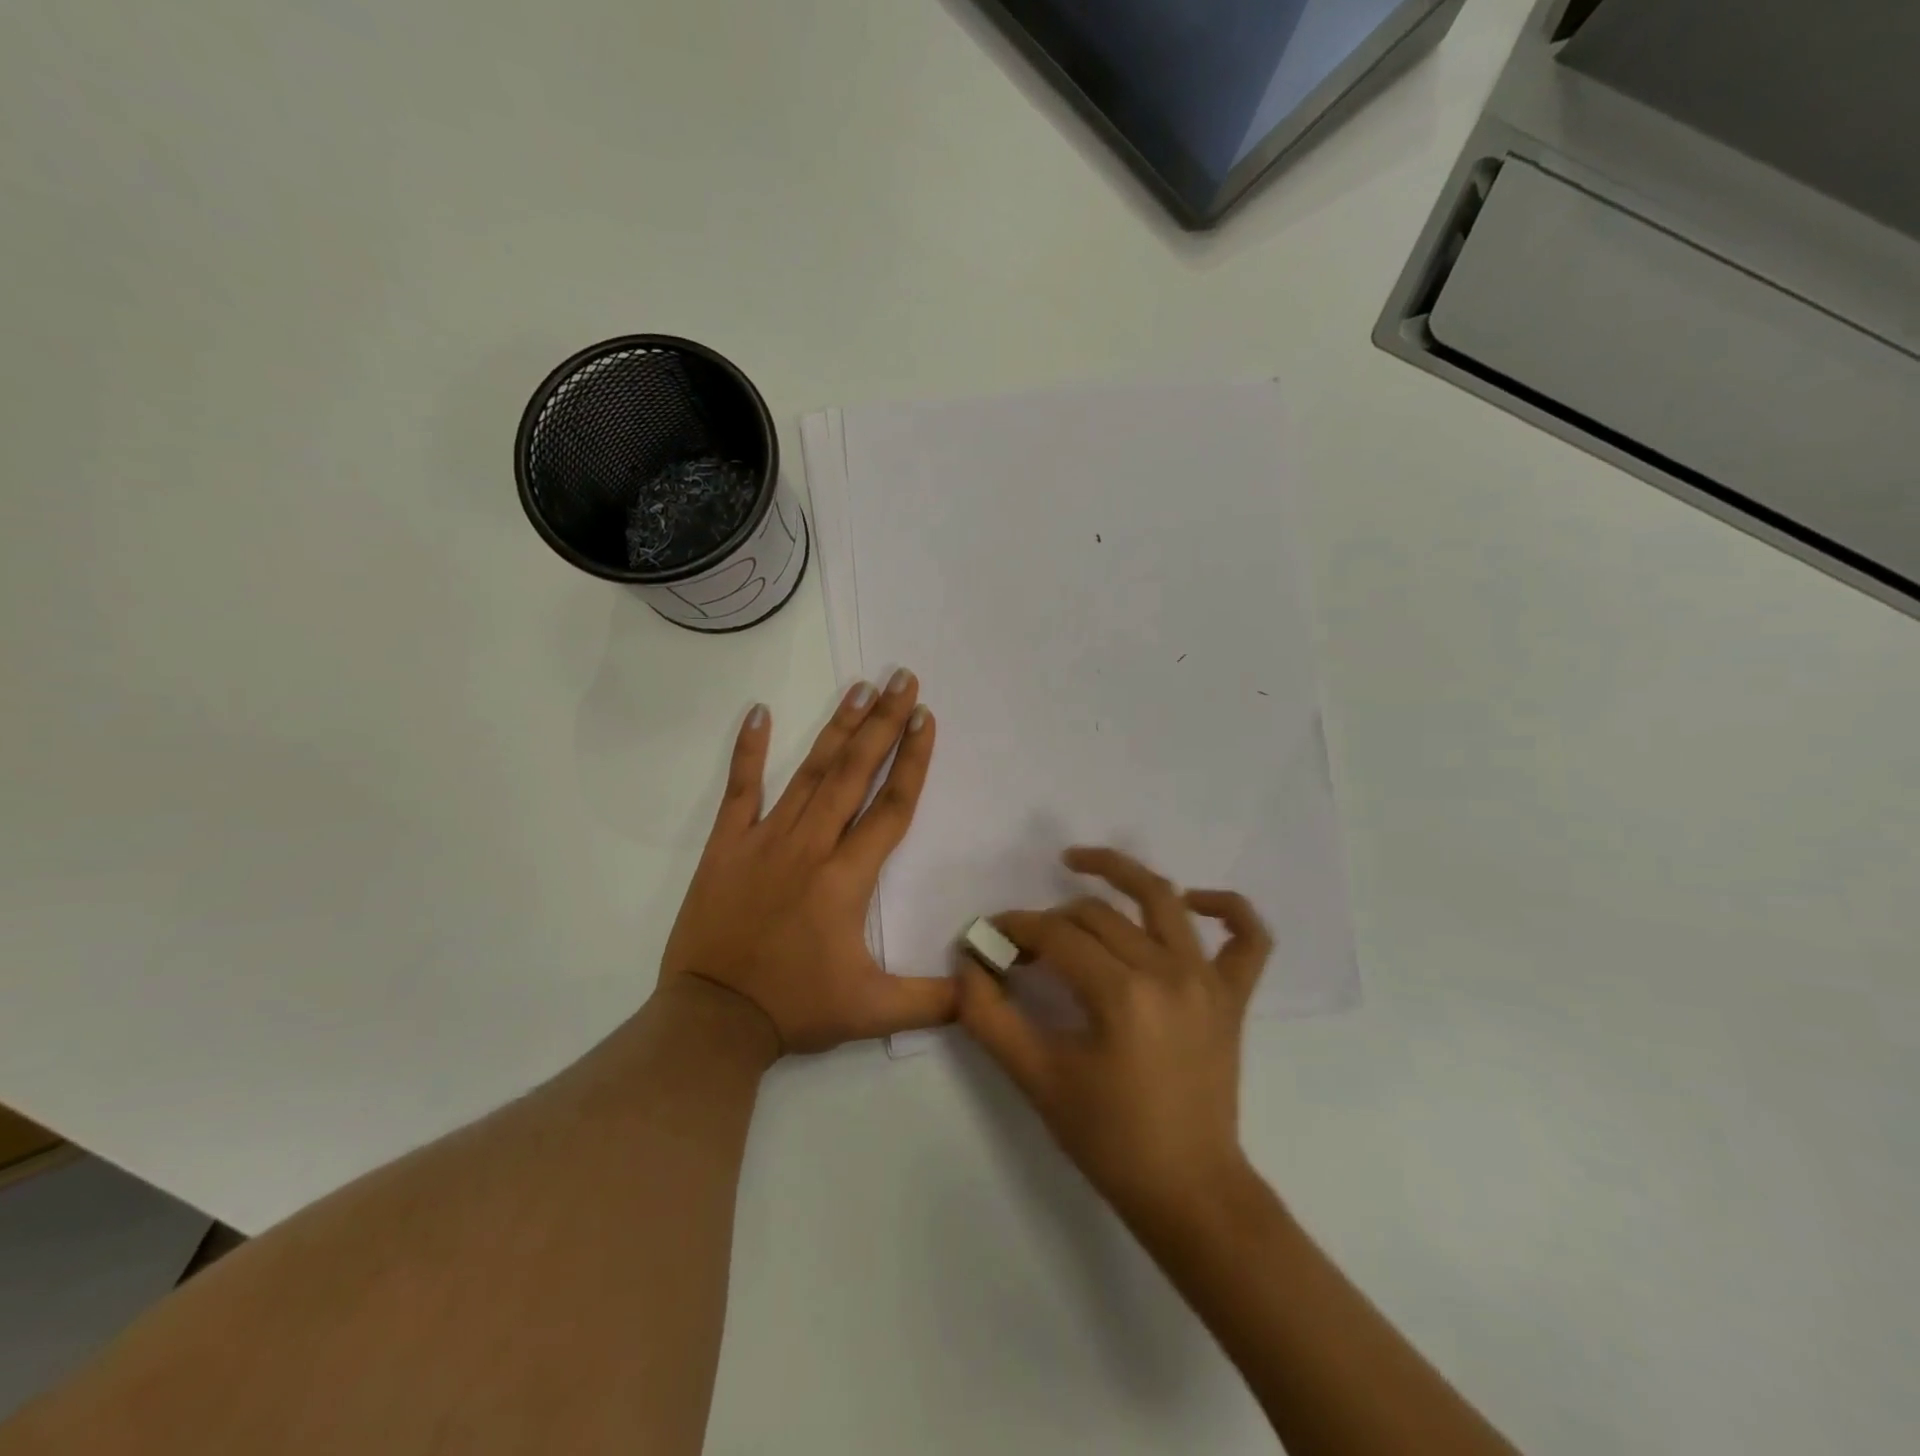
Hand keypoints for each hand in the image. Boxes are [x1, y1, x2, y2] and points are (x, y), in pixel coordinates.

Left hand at [659, 671, 957, 1056]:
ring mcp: (765, 839)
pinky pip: (740, 789)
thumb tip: (986, 990)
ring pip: (810, 772)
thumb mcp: (873, 1011)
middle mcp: (811, 845)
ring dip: (837, 728)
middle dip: (883, 723)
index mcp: (847, 877)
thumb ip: (935, 999)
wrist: (712, 1021)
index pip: (891, 807)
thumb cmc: (795, 1008)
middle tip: (902, 679)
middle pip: (855, 773)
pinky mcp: (726, 845)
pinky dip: (748, 750)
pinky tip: (758, 711)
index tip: (926, 717)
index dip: (913, 760)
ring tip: (859, 687)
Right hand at [957, 847, 1271, 1230]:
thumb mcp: (1037, 1080)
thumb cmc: (1108, 1139)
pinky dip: (1226, 908)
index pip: (1056, 935)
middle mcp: (1168, 971)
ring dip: (1121, 872)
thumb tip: (967, 965)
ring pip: (1163, 900)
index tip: (989, 937)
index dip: (1015, 928)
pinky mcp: (1233, 997)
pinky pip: (1248, 937)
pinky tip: (1193, 901)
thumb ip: (990, 1018)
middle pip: (1097, 916)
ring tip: (1079, 862)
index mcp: (1121, 993)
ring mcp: (1207, 980)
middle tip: (1022, 943)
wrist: (1188, 1191)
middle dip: (1050, 919)